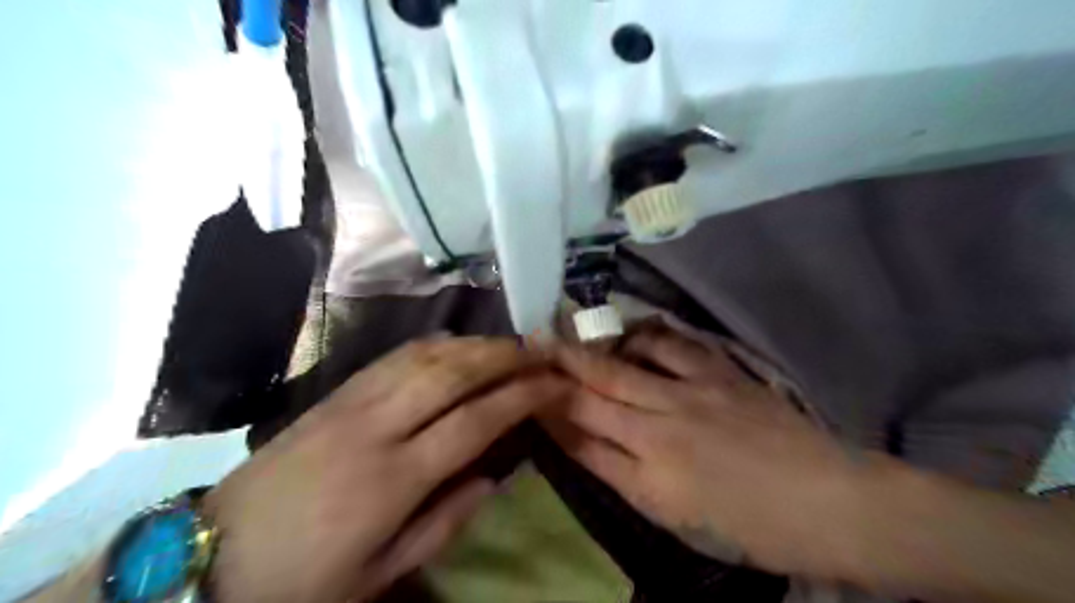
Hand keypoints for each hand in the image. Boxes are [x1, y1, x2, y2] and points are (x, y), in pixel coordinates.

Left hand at [203, 339, 570, 601]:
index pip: (474, 421)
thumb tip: (494, 475)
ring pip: (425, 355)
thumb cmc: (306, 577)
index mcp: (392, 480)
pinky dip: (436, 344)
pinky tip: (457, 344)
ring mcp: (352, 402)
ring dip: (474, 343)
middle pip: (452, 373)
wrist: (213, 554)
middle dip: (504, 356)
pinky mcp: (335, 392)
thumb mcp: (382, 573)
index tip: (554, 383)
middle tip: (540, 351)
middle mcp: (376, 428)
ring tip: (509, 344)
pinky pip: (394, 356)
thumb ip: (446, 521)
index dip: (521, 396)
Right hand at [547, 328, 872, 580]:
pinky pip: (675, 346)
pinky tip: (633, 330)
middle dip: (556, 369)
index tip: (524, 391)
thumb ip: (623, 476)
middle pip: (596, 392)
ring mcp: (694, 394)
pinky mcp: (722, 374)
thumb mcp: (675, 515)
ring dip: (593, 347)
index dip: (548, 411)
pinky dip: (647, 335)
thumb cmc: (749, 524)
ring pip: (627, 364)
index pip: (582, 436)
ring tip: (570, 330)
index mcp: (650, 475)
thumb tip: (582, 442)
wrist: (828, 500)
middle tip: (528, 345)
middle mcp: (662, 427)